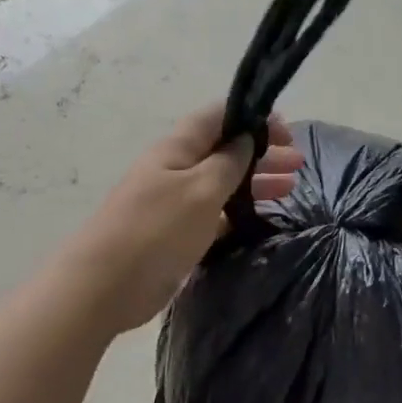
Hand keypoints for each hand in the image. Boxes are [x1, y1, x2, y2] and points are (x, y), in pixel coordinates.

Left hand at [58, 106, 304, 334]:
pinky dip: (236, 212)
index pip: (217, 116)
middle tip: (298, 162)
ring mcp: (174, 202)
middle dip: (261, 151)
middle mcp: (175, 169)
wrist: (103, 286)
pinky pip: (213, 214)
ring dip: (254, 181)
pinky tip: (259, 219)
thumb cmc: (155, 230)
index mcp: (177, 148)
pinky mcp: (175, 234)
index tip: (286, 130)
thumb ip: (228, 162)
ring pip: (221, 182)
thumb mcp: (200, 189)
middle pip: (224, 149)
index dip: (252, 116)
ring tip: (292, 187)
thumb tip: (247, 137)